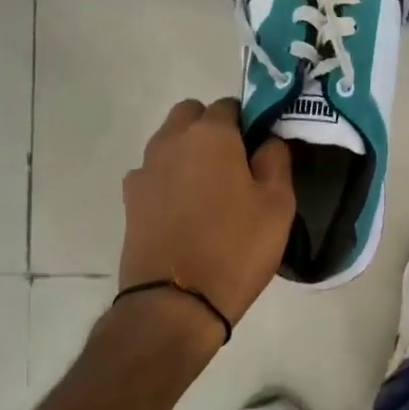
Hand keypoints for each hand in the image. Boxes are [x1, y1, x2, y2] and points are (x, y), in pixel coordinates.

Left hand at [120, 98, 294, 328]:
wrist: (175, 303)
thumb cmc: (236, 248)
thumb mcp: (278, 204)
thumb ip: (276, 160)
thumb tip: (266, 141)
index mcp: (210, 135)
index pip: (230, 106)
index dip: (248, 123)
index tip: (260, 150)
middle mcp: (171, 141)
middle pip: (191, 115)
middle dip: (211, 129)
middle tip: (235, 165)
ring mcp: (144, 170)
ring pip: (169, 143)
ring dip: (188, 153)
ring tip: (210, 192)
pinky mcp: (130, 200)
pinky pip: (154, 174)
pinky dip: (169, 181)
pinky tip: (185, 213)